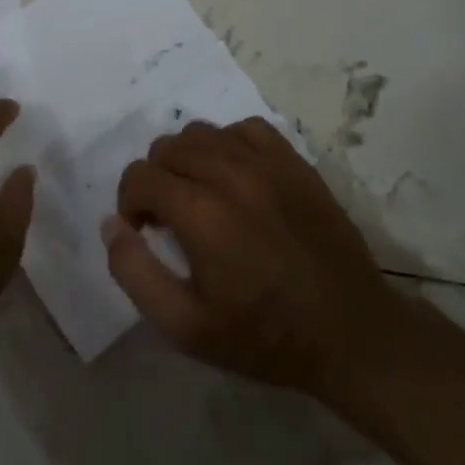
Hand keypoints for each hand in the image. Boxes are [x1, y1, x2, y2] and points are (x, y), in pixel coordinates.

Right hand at [104, 117, 399, 397]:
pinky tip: (234, 177)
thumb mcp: (184, 328)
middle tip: (170, 219)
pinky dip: (227, 145)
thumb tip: (113, 224)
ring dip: (187, 160)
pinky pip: (245, 129)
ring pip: (202, 133)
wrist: (351, 333)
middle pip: (166, 148)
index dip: (130, 203)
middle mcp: (231, 174)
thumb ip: (135, 273)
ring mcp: (268, 163)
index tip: (144, 232)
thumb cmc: (264, 336)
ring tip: (200, 196)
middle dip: (155, 180)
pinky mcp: (296, 163)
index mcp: (201, 213)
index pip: (139, 176)